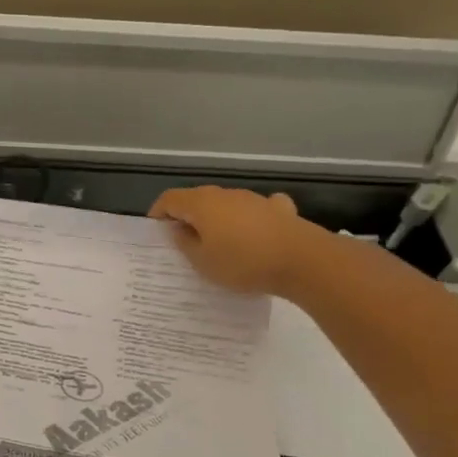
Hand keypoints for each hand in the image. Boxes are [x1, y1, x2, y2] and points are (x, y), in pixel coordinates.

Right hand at [149, 186, 323, 295]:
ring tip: (218, 243)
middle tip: (183, 241)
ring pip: (226, 204)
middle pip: (198, 199)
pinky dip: (249, 218)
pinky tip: (255, 232)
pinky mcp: (279, 209)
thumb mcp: (202, 261)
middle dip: (187, 216)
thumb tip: (178, 229)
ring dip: (217, 218)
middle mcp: (226, 194)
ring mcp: (254, 199)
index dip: (158, 212)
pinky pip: (256, 209)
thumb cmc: (242, 262)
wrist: (301, 260)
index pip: (170, 199)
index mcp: (201, 204)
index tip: (156, 231)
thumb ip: (185, 243)